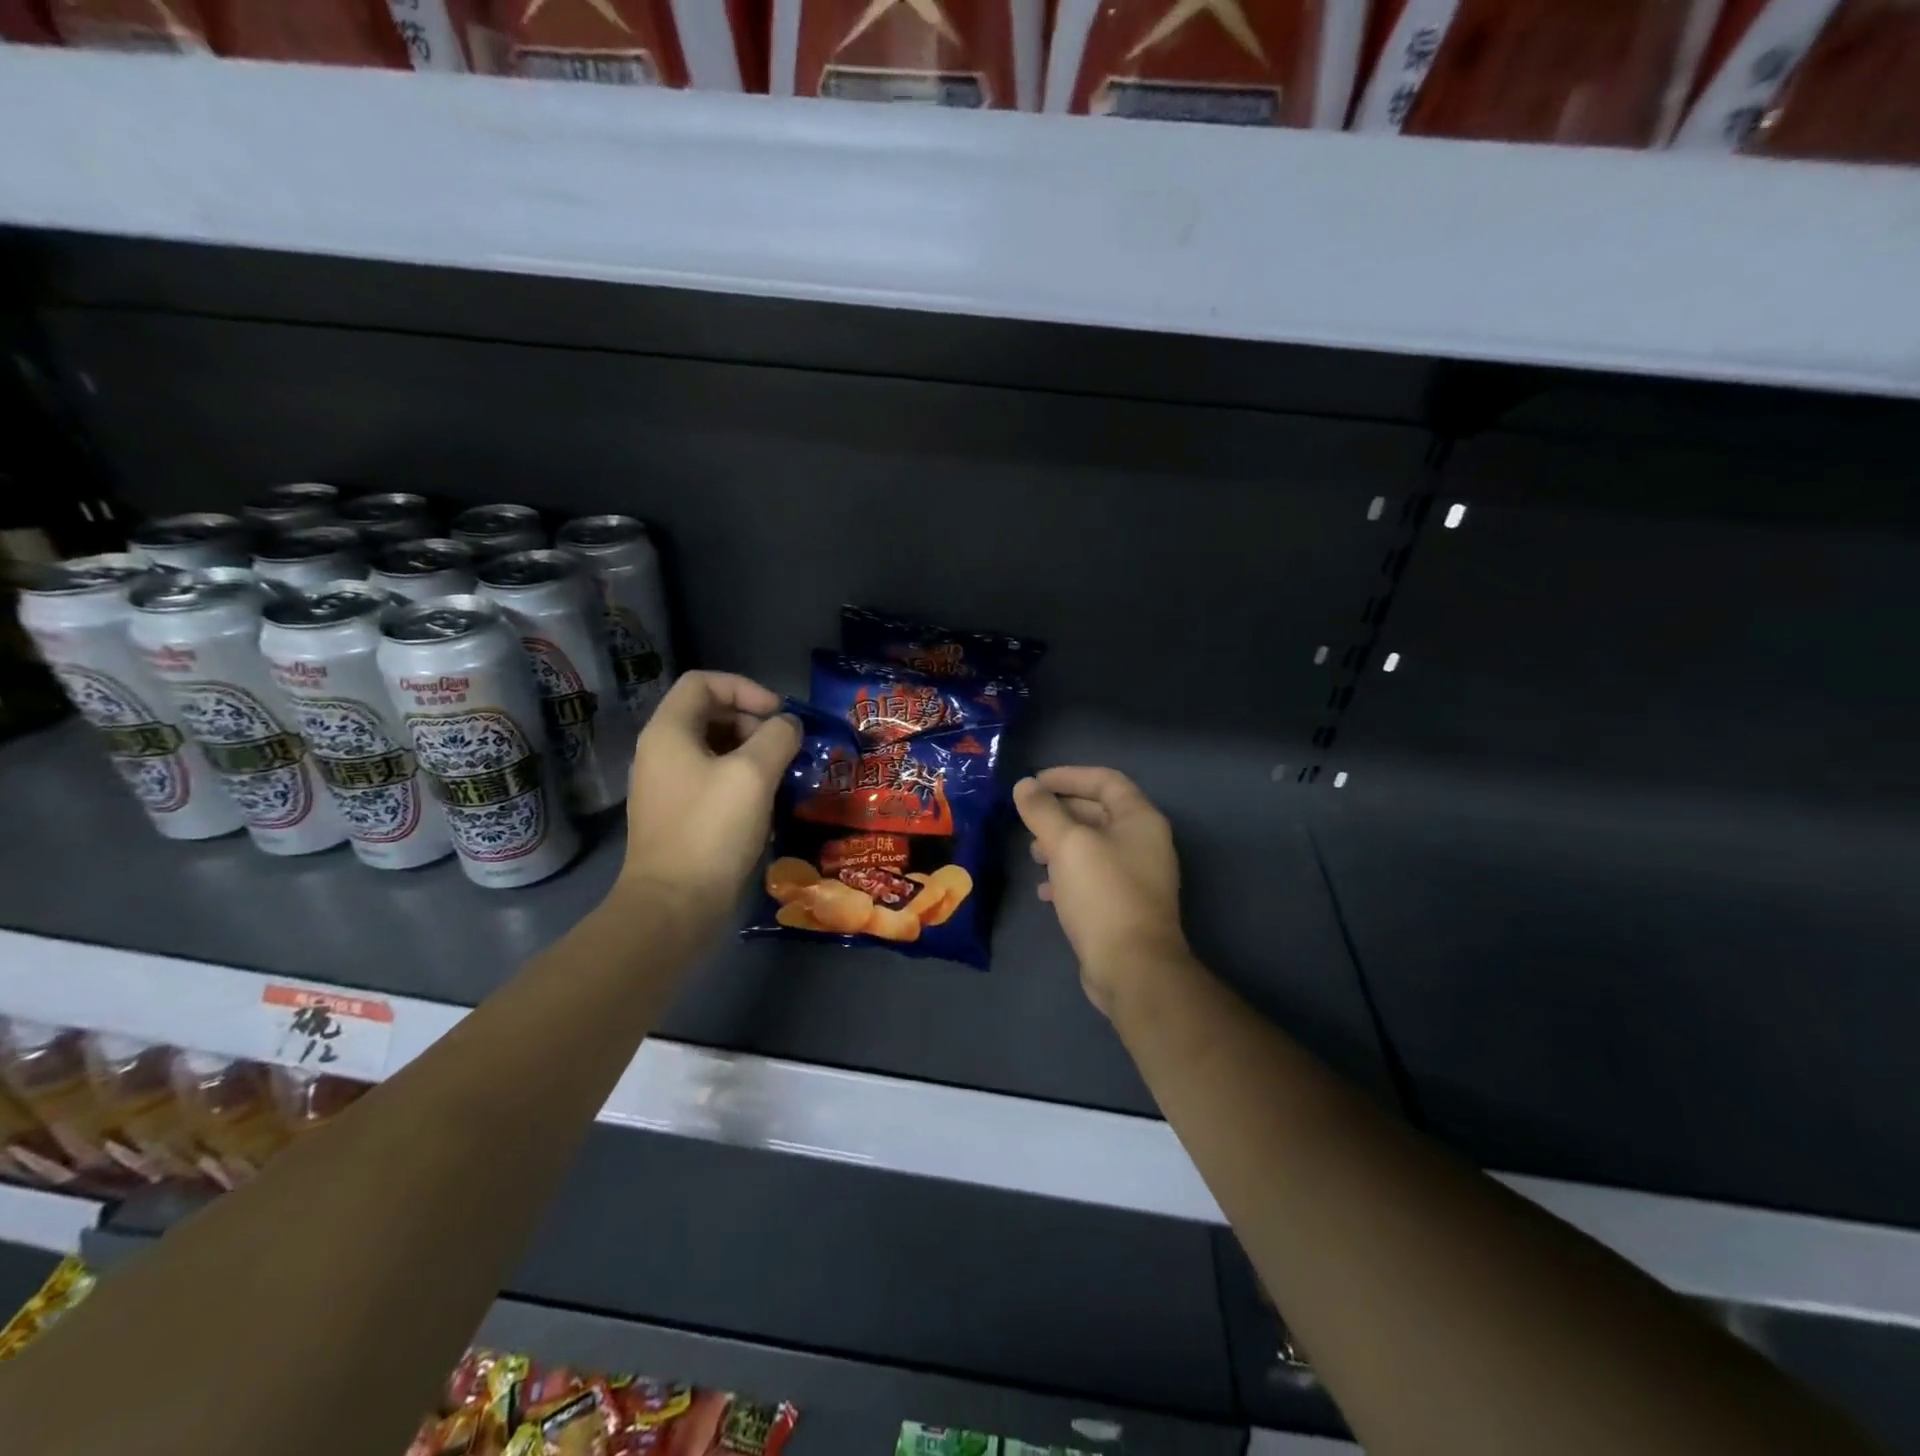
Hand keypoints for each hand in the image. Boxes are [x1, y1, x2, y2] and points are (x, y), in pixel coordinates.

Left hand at [619, 672, 800, 928]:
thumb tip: (789, 725)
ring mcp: (667, 786)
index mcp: (668, 732)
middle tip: (784, 747)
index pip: (703, 683)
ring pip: (714, 749)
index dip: (745, 688)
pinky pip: (712, 780)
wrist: (674, 905)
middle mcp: (661, 752)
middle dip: (752, 722)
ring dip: (752, 753)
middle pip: (709, 714)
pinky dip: (742, 780)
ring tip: (782, 774)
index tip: (778, 714)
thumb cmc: (712, 830)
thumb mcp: (754, 774)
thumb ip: (777, 737)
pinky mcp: (679, 816)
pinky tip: (766, 803)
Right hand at [1013, 767, 1190, 1016]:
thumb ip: (1043, 811)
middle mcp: (1144, 842)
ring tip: (1032, 854)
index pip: (1105, 780)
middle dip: (1060, 812)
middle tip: (1027, 818)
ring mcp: (1136, 876)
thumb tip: (1024, 785)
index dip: (1068, 775)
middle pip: (1098, 812)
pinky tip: (1044, 891)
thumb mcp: (1067, 844)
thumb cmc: (1103, 894)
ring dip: (1060, 844)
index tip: (1033, 783)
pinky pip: (1092, 877)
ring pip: (1093, 847)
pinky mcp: (1124, 905)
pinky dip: (1067, 876)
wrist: (1132, 967)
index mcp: (1140, 819)